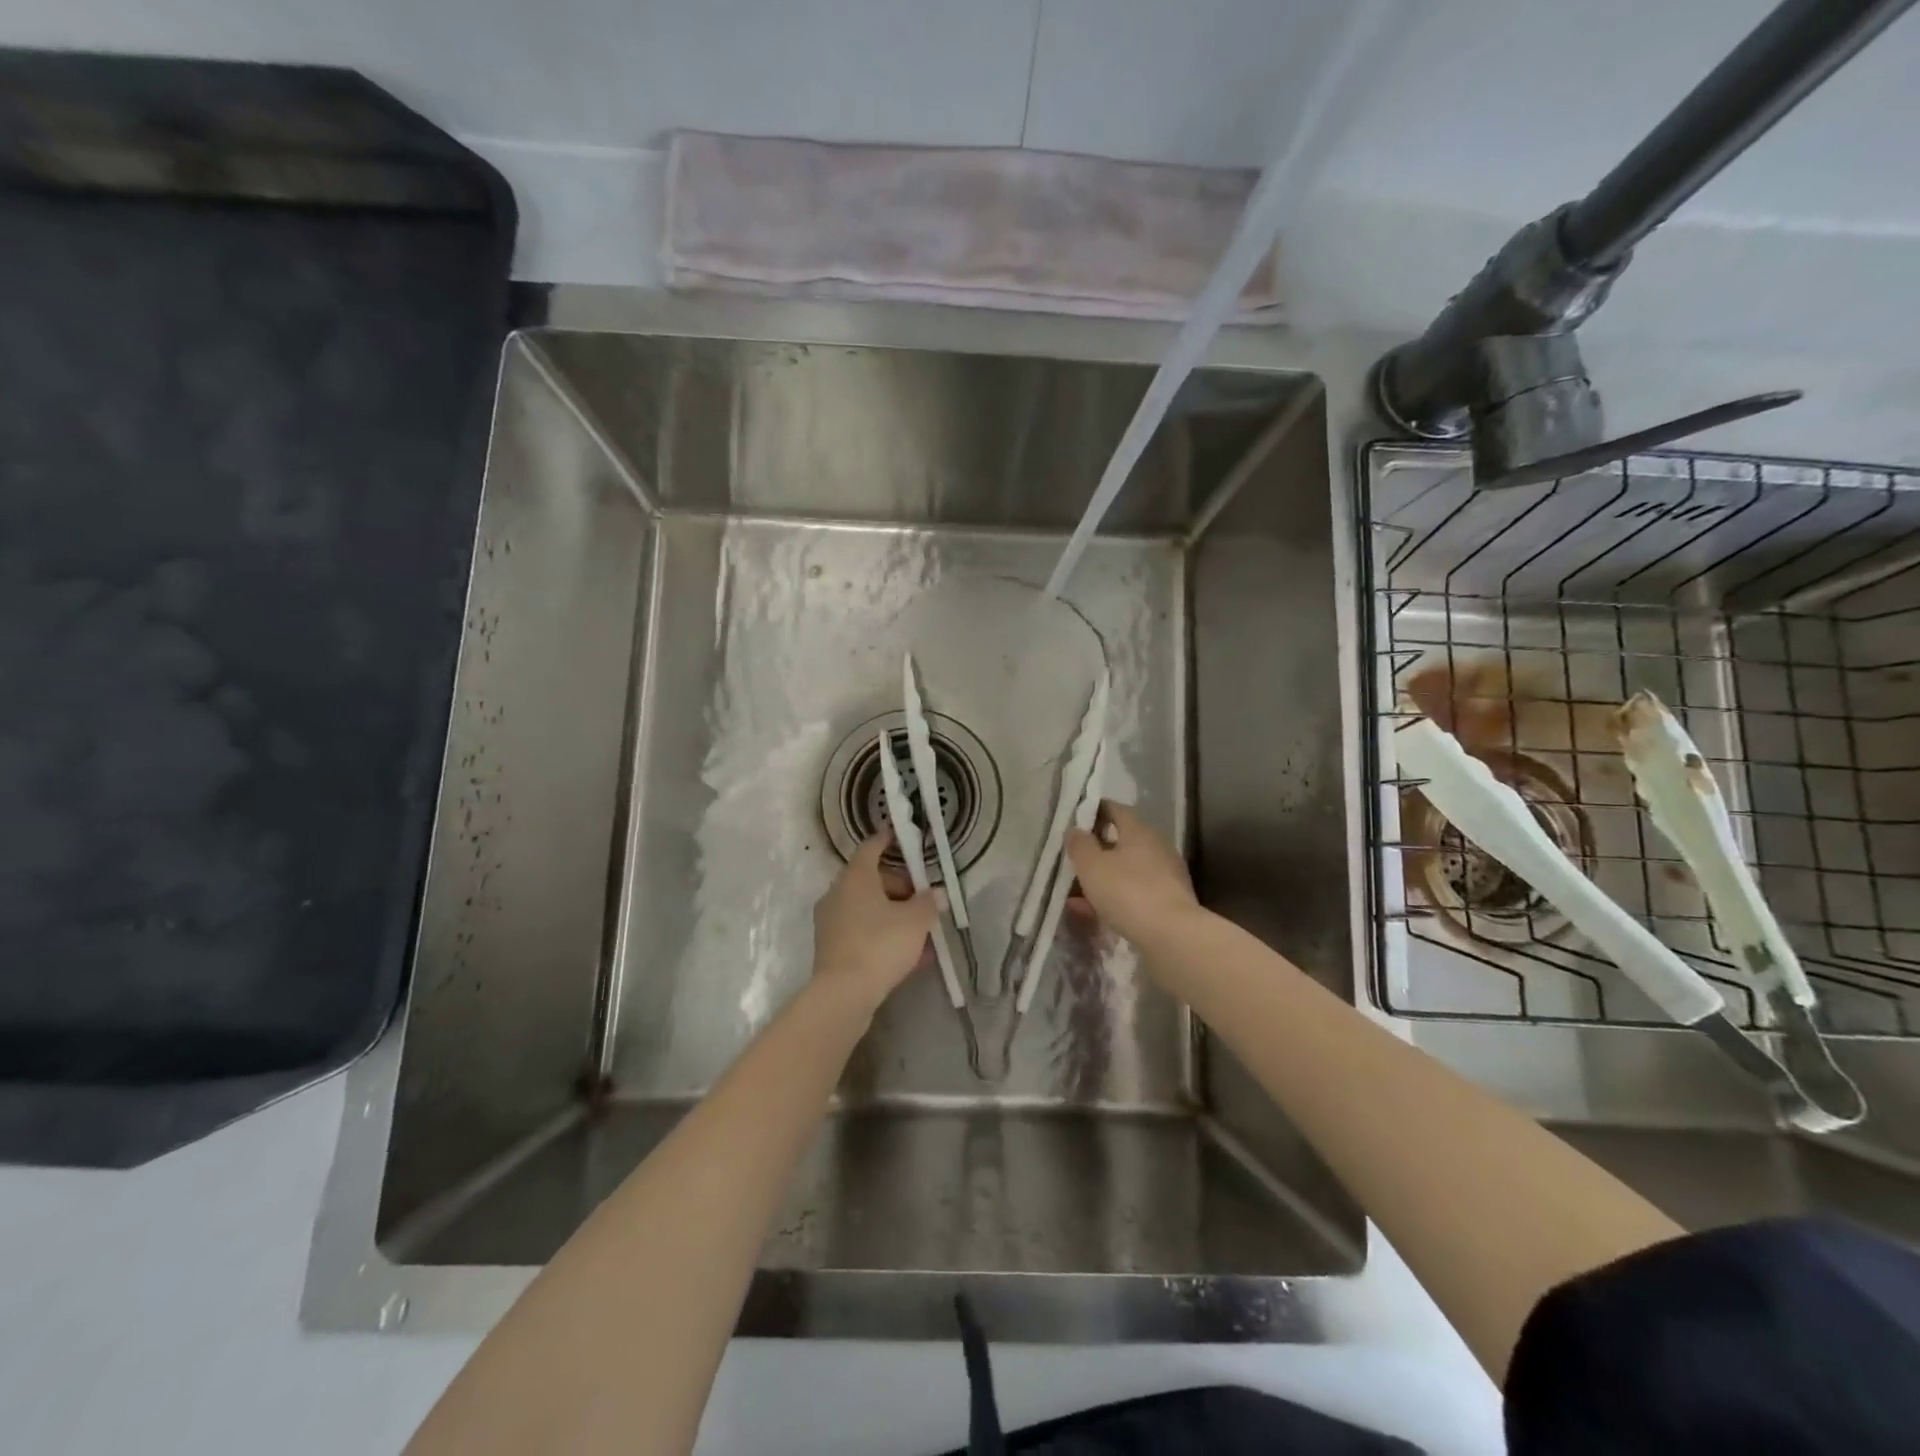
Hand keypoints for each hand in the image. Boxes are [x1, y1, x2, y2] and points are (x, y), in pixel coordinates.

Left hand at [812, 831, 940, 1011]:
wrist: (843, 994)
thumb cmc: (880, 944)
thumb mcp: (915, 921)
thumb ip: (928, 903)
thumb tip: (936, 894)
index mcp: (855, 877)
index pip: (871, 847)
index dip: (887, 839)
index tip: (900, 835)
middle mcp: (837, 893)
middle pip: (871, 880)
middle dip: (900, 887)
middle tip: (923, 901)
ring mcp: (831, 921)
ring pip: (867, 908)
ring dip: (893, 914)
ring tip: (922, 933)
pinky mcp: (831, 947)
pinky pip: (862, 931)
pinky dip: (882, 935)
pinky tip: (908, 955)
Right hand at [1064, 801, 1198, 946]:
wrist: (1173, 937)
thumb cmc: (1128, 892)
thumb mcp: (1092, 866)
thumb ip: (1080, 845)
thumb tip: (1075, 830)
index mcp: (1139, 830)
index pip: (1116, 810)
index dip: (1095, 811)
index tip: (1076, 820)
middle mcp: (1157, 847)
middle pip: (1122, 841)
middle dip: (1097, 850)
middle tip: (1073, 860)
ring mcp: (1166, 876)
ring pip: (1127, 870)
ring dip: (1103, 878)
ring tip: (1076, 894)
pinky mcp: (1169, 902)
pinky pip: (1134, 893)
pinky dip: (1114, 898)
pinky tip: (1094, 913)